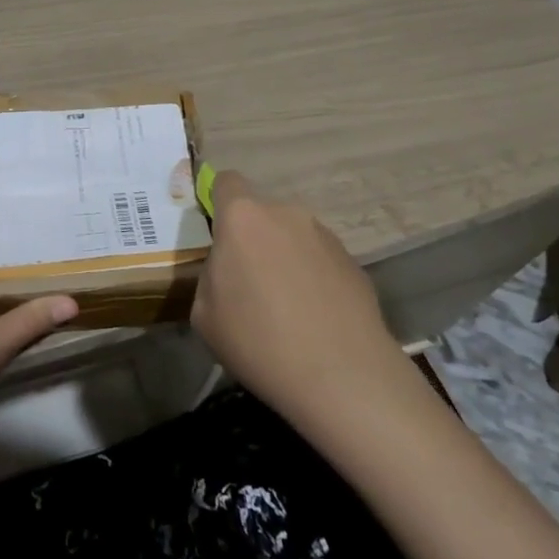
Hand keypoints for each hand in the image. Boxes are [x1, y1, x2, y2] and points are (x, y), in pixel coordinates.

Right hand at [189, 170, 403, 427]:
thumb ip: (211, 275)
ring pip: (292, 236)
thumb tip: (228, 270)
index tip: (216, 234)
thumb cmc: (259, 341)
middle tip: (250, 283)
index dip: (217, 201)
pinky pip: (319, 260)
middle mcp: (285, 214)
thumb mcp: (205, 314)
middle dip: (252, 239)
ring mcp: (324, 235)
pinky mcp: (353, 261)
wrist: (343, 376)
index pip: (226, 182)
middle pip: (260, 214)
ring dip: (284, 258)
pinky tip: (315, 318)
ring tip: (287, 307)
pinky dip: (313, 278)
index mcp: (242, 218)